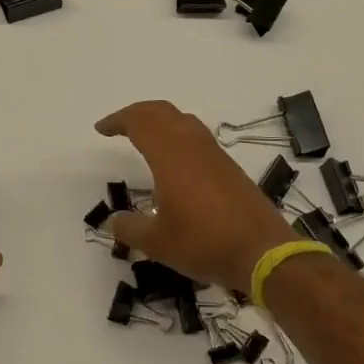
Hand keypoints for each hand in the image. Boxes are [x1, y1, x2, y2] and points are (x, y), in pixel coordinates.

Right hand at [94, 100, 297, 289]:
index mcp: (170, 155)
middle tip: (118, 126)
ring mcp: (214, 154)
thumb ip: (130, 228)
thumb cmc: (204, 243)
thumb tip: (114, 221)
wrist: (263, 252)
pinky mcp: (228, 166)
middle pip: (161, 111)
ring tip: (144, 136)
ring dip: (159, 120)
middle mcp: (192, 145)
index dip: (117, 121)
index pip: (139, 122)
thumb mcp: (157, 242)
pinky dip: (177, 133)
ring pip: (182, 119)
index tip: (101, 130)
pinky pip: (196, 135)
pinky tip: (174, 158)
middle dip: (137, 113)